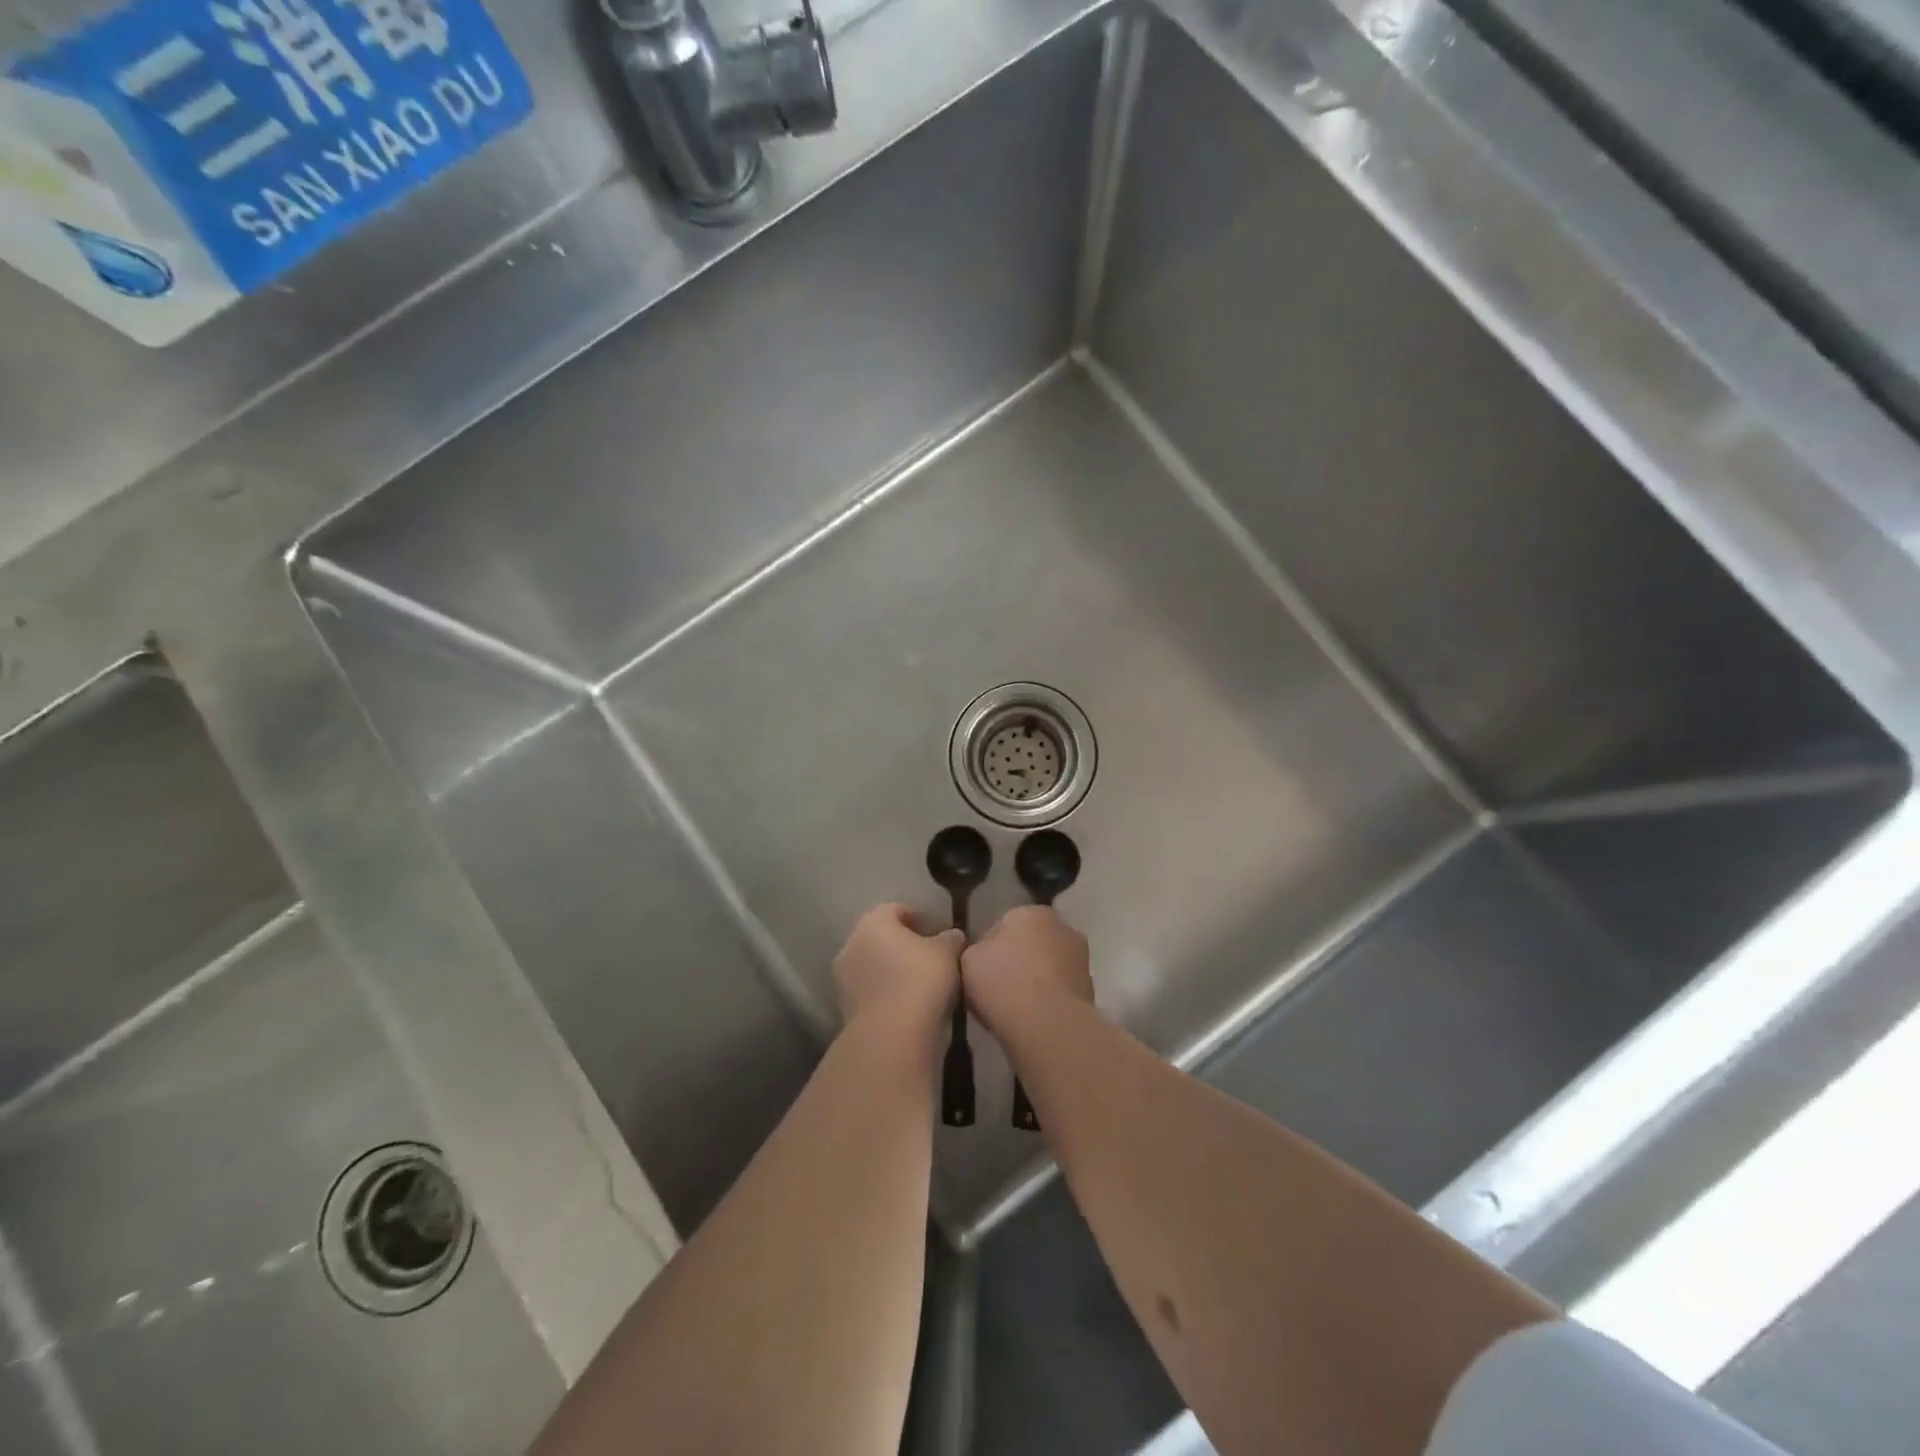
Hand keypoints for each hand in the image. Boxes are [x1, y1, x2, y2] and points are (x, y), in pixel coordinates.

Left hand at [833, 904, 962, 1043]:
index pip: (896, 910)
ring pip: (873, 966)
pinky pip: (870, 992)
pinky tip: (907, 1007)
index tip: (938, 934)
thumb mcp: (948, 953)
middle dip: (902, 946)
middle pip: (880, 938)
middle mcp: (851, 944)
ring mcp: (843, 978)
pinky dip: (885, 995)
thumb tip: (952, 936)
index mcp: (873, 922)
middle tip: (930, 959)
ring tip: (921, 986)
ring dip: (892, 971)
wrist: (892, 1036)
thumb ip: (951, 938)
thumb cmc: (921, 979)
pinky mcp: (844, 1009)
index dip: (919, 919)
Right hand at [961, 905, 1091, 1043]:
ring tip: (1016, 1008)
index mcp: (1031, 912)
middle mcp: (1062, 927)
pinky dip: (1050, 1000)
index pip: (1003, 925)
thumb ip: (974, 949)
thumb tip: (983, 953)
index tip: (980, 971)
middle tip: (998, 988)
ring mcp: (1081, 958)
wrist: (1047, 1025)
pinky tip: (1034, 1019)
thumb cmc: (1002, 982)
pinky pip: (1060, 990)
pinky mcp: (1091, 989)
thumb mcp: (968, 960)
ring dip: (1037, 980)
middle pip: (1031, 943)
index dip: (989, 949)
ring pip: (1049, 967)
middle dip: (1018, 960)